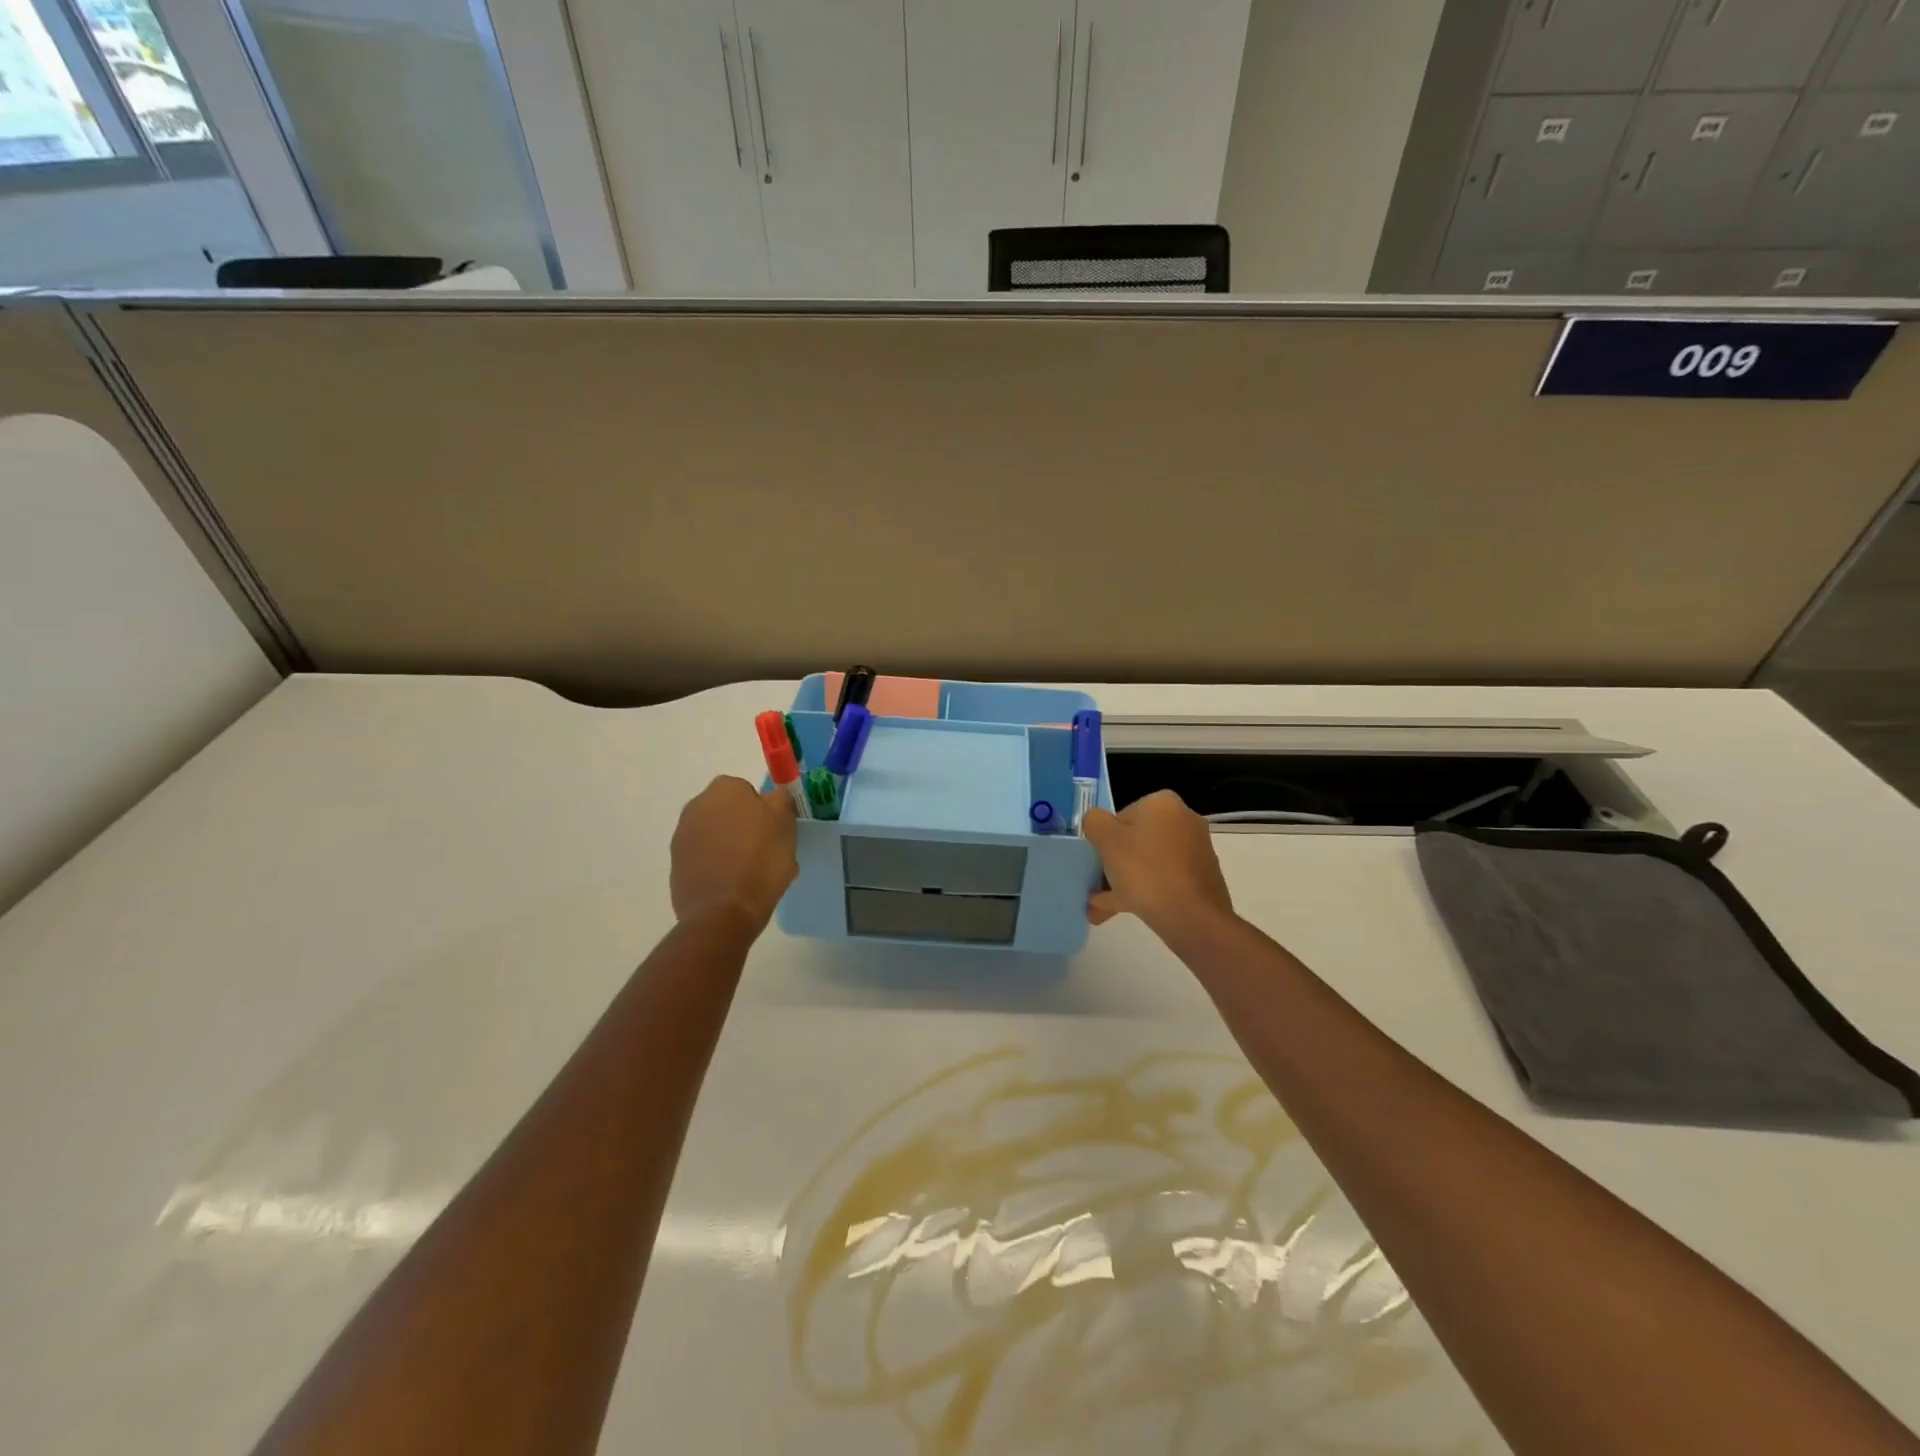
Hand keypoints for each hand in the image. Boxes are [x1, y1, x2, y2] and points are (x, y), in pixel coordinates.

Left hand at [670, 776, 797, 929]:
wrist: (723, 912)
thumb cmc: (761, 861)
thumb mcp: (786, 824)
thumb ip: (781, 801)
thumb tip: (773, 797)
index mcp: (725, 789)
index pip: (748, 790)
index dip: (764, 809)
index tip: (774, 830)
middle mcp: (697, 805)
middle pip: (728, 810)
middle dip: (742, 825)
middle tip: (764, 849)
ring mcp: (682, 836)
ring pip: (714, 834)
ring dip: (728, 845)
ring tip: (748, 872)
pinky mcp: (675, 865)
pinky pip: (703, 857)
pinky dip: (715, 865)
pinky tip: (731, 884)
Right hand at [1082, 790, 1234, 940]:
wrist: (1194, 919)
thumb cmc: (1146, 871)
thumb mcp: (1106, 839)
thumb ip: (1094, 822)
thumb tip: (1098, 824)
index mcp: (1162, 803)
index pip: (1121, 816)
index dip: (1104, 839)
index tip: (1097, 863)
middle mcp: (1183, 820)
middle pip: (1135, 841)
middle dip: (1112, 866)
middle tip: (1094, 887)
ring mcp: (1194, 851)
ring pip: (1146, 864)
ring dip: (1121, 883)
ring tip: (1098, 909)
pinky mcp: (1199, 878)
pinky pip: (1162, 880)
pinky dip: (1142, 892)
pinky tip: (1118, 911)